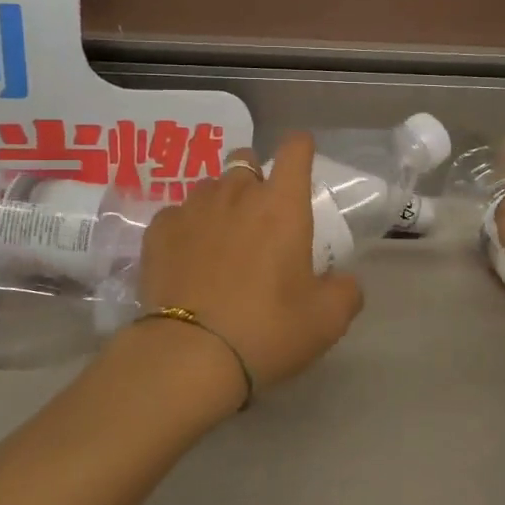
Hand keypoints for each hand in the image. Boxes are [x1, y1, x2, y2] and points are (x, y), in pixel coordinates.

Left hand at [135, 133, 363, 399]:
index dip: (300, 149)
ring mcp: (192, 208)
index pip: (294, 150)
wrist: (190, 355)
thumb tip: (343, 281)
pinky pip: (178, 214)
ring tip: (222, 241)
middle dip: (256, 180)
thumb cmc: (267, 330)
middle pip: (246, 161)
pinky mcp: (158, 230)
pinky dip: (187, 228)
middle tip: (261, 219)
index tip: (301, 162)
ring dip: (222, 203)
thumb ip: (345, 291)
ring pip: (211, 187)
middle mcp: (236, 193)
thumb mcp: (327, 320)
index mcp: (282, 205)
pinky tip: (188, 259)